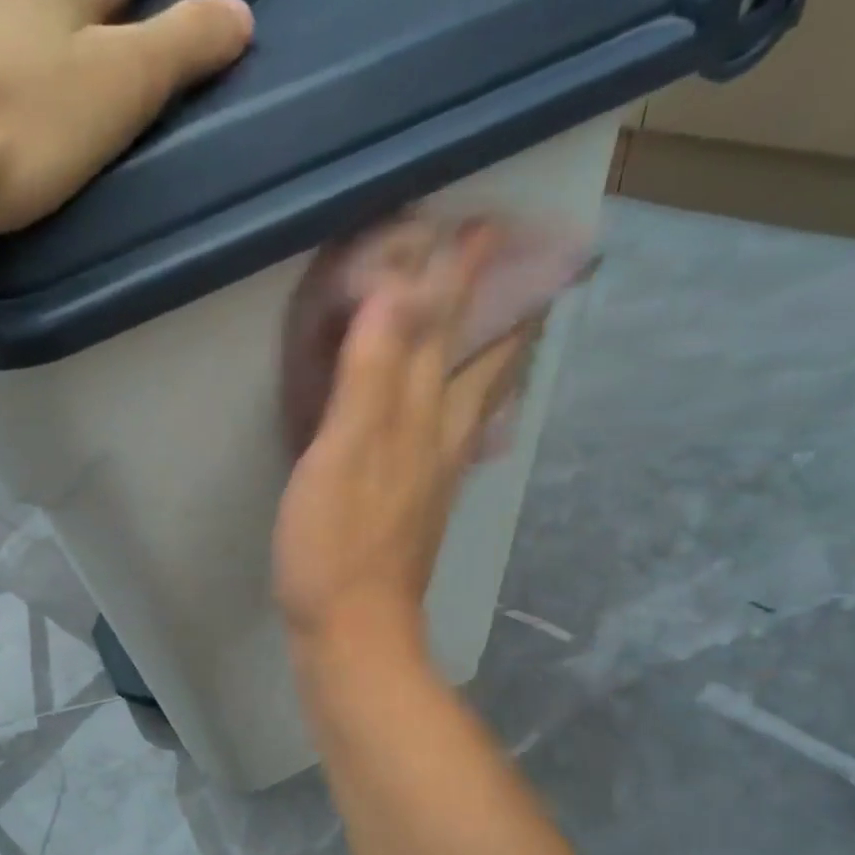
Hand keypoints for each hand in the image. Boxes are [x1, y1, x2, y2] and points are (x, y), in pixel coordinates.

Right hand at [273, 228, 533, 675]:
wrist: (352, 630)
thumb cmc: (335, 544)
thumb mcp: (343, 451)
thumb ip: (371, 374)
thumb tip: (402, 291)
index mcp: (418, 419)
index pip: (444, 332)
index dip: (460, 279)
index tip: (485, 224)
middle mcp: (436, 439)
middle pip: (477, 363)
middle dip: (495, 309)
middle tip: (519, 264)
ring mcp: (431, 475)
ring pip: (469, 400)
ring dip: (490, 355)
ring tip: (509, 325)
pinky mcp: (415, 504)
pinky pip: (449, 435)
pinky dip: (461, 404)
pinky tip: (456, 409)